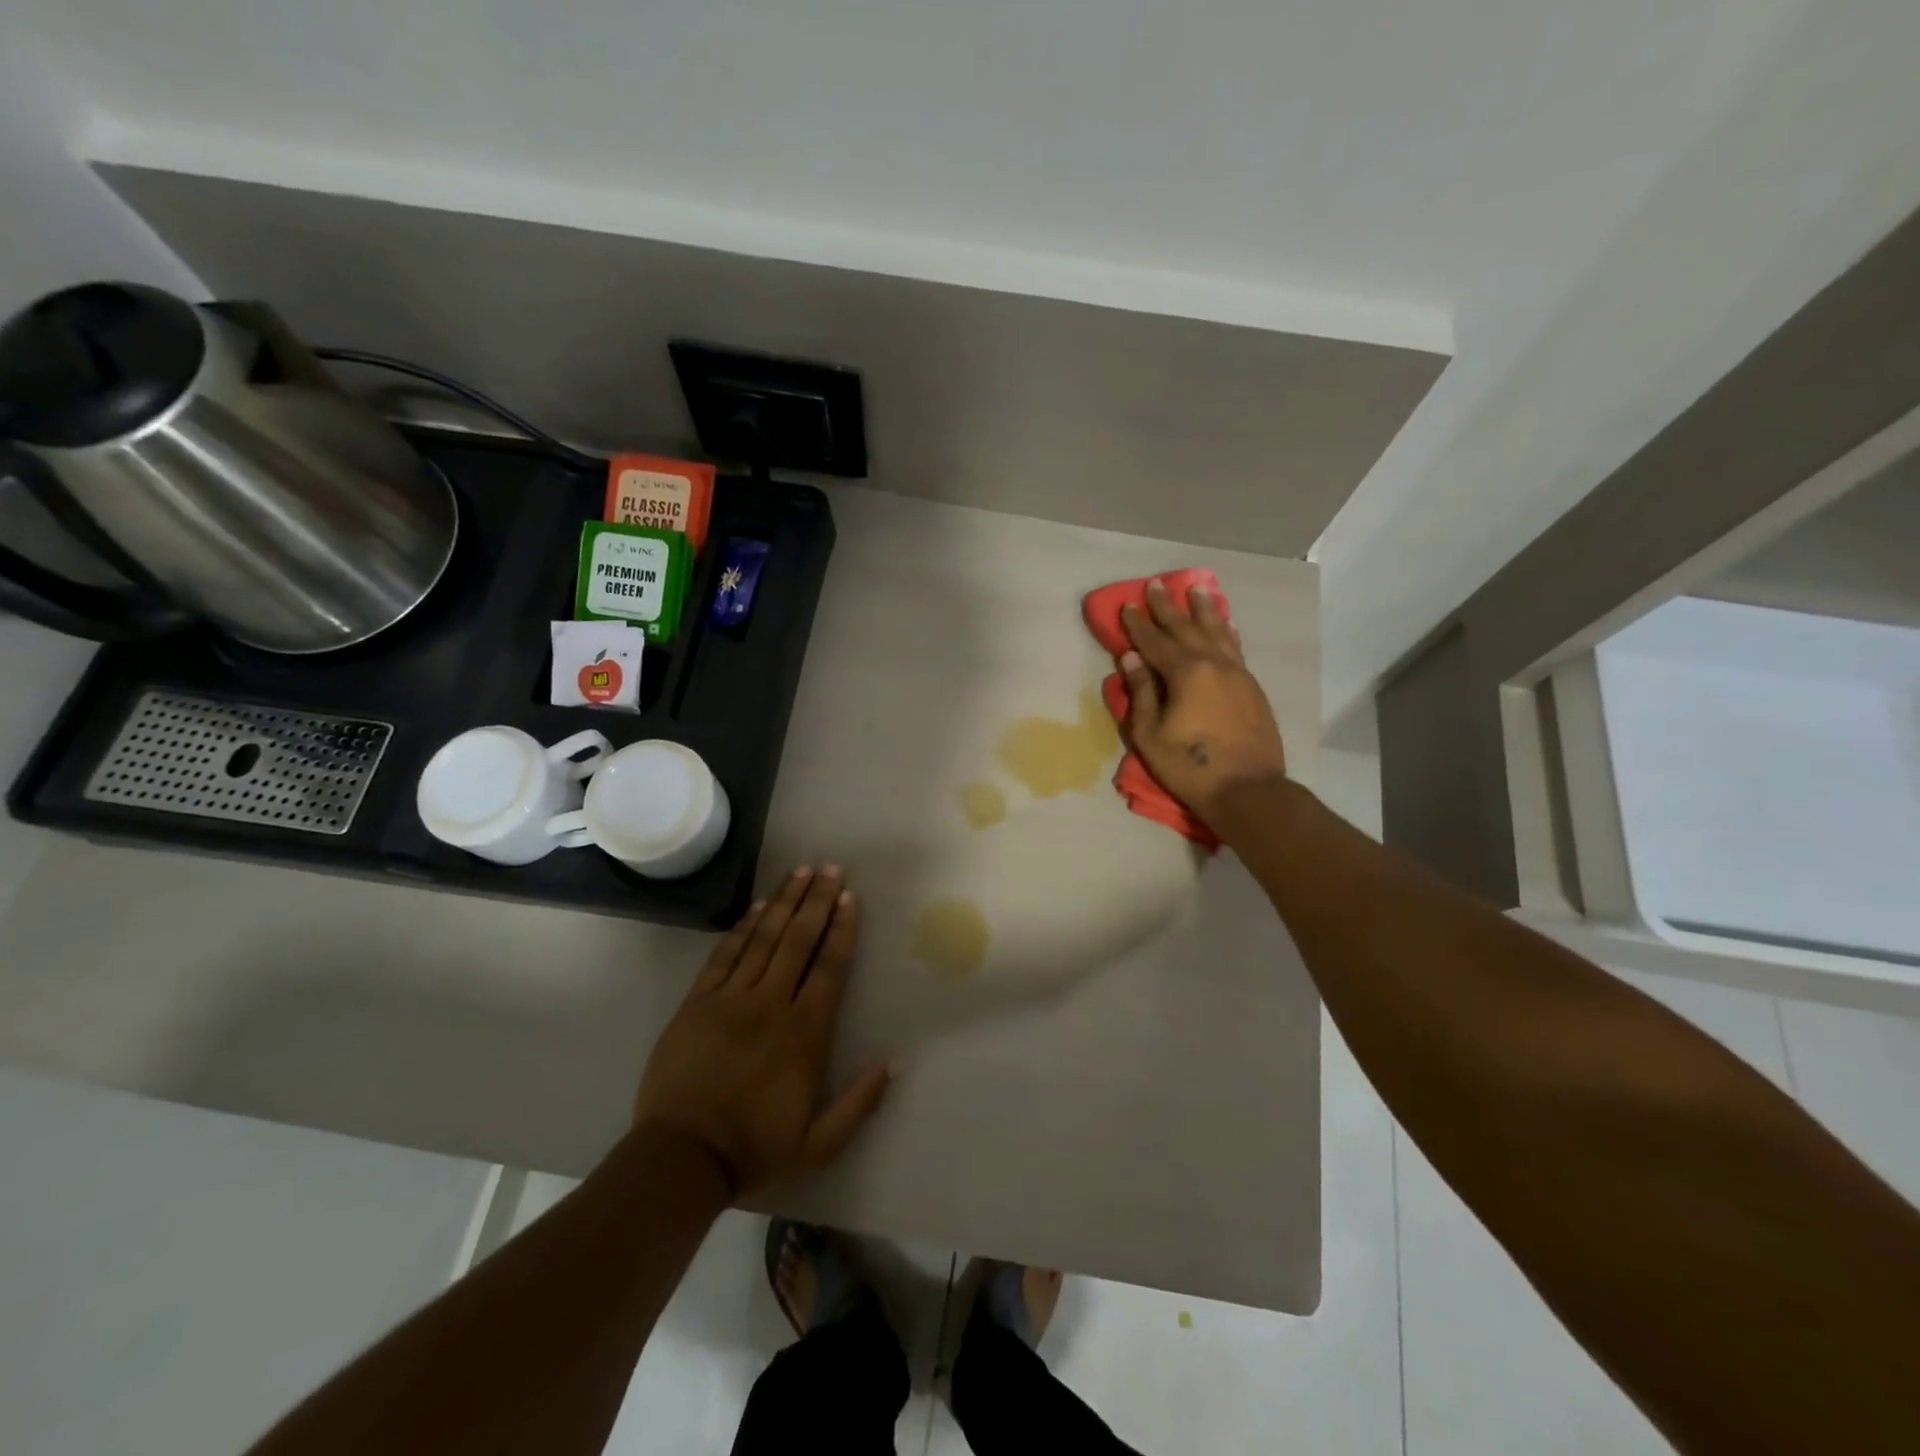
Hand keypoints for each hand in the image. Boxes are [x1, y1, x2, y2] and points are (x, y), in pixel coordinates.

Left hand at [633, 866, 894, 1197]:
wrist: (680, 1159)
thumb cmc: (753, 1149)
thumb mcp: (818, 1144)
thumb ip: (860, 1103)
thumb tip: (896, 1062)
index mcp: (804, 1033)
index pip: (829, 968)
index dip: (841, 929)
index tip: (850, 897)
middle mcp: (770, 1004)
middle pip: (798, 941)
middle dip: (816, 900)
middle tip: (829, 867)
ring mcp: (730, 999)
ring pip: (763, 939)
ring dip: (784, 902)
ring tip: (800, 871)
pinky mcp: (697, 1003)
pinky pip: (724, 955)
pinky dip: (742, 928)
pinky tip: (757, 906)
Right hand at [1119, 579, 1287, 825]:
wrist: (1247, 789)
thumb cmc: (1189, 766)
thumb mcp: (1150, 734)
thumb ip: (1140, 692)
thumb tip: (1131, 658)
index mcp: (1185, 673)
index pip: (1155, 642)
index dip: (1139, 624)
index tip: (1127, 605)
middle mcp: (1214, 663)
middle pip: (1187, 628)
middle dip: (1168, 607)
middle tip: (1156, 584)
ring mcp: (1237, 673)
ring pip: (1218, 632)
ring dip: (1204, 610)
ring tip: (1197, 590)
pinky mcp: (1251, 687)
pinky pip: (1235, 648)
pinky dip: (1226, 631)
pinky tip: (1225, 624)